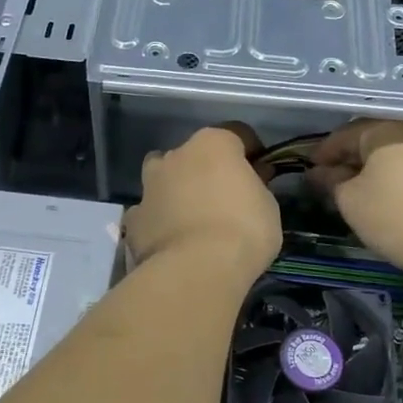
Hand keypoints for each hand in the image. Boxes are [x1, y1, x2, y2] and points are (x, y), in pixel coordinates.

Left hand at [124, 125, 279, 279]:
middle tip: (224, 197)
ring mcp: (150, 186)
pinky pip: (148, 212)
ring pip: (162, 177)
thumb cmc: (243, 230)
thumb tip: (250, 181)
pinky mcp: (135, 217)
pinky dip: (158, 220)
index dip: (251, 151)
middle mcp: (176, 155)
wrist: (196, 270)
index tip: (261, 173)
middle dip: (208, 169)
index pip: (236, 133)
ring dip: (174, 188)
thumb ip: (256, 186)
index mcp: (212, 144)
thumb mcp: (268, 206)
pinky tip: (170, 239)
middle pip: (194, 154)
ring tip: (191, 216)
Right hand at [307, 121, 402, 274]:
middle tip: (333, 178)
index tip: (310, 170)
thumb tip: (320, 173)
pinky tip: (394, 193)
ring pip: (399, 148)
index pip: (345, 134)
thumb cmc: (396, 218)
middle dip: (351, 158)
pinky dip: (402, 172)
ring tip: (362, 187)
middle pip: (374, 137)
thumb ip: (331, 181)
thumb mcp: (351, 201)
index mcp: (387, 126)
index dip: (324, 154)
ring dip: (378, 165)